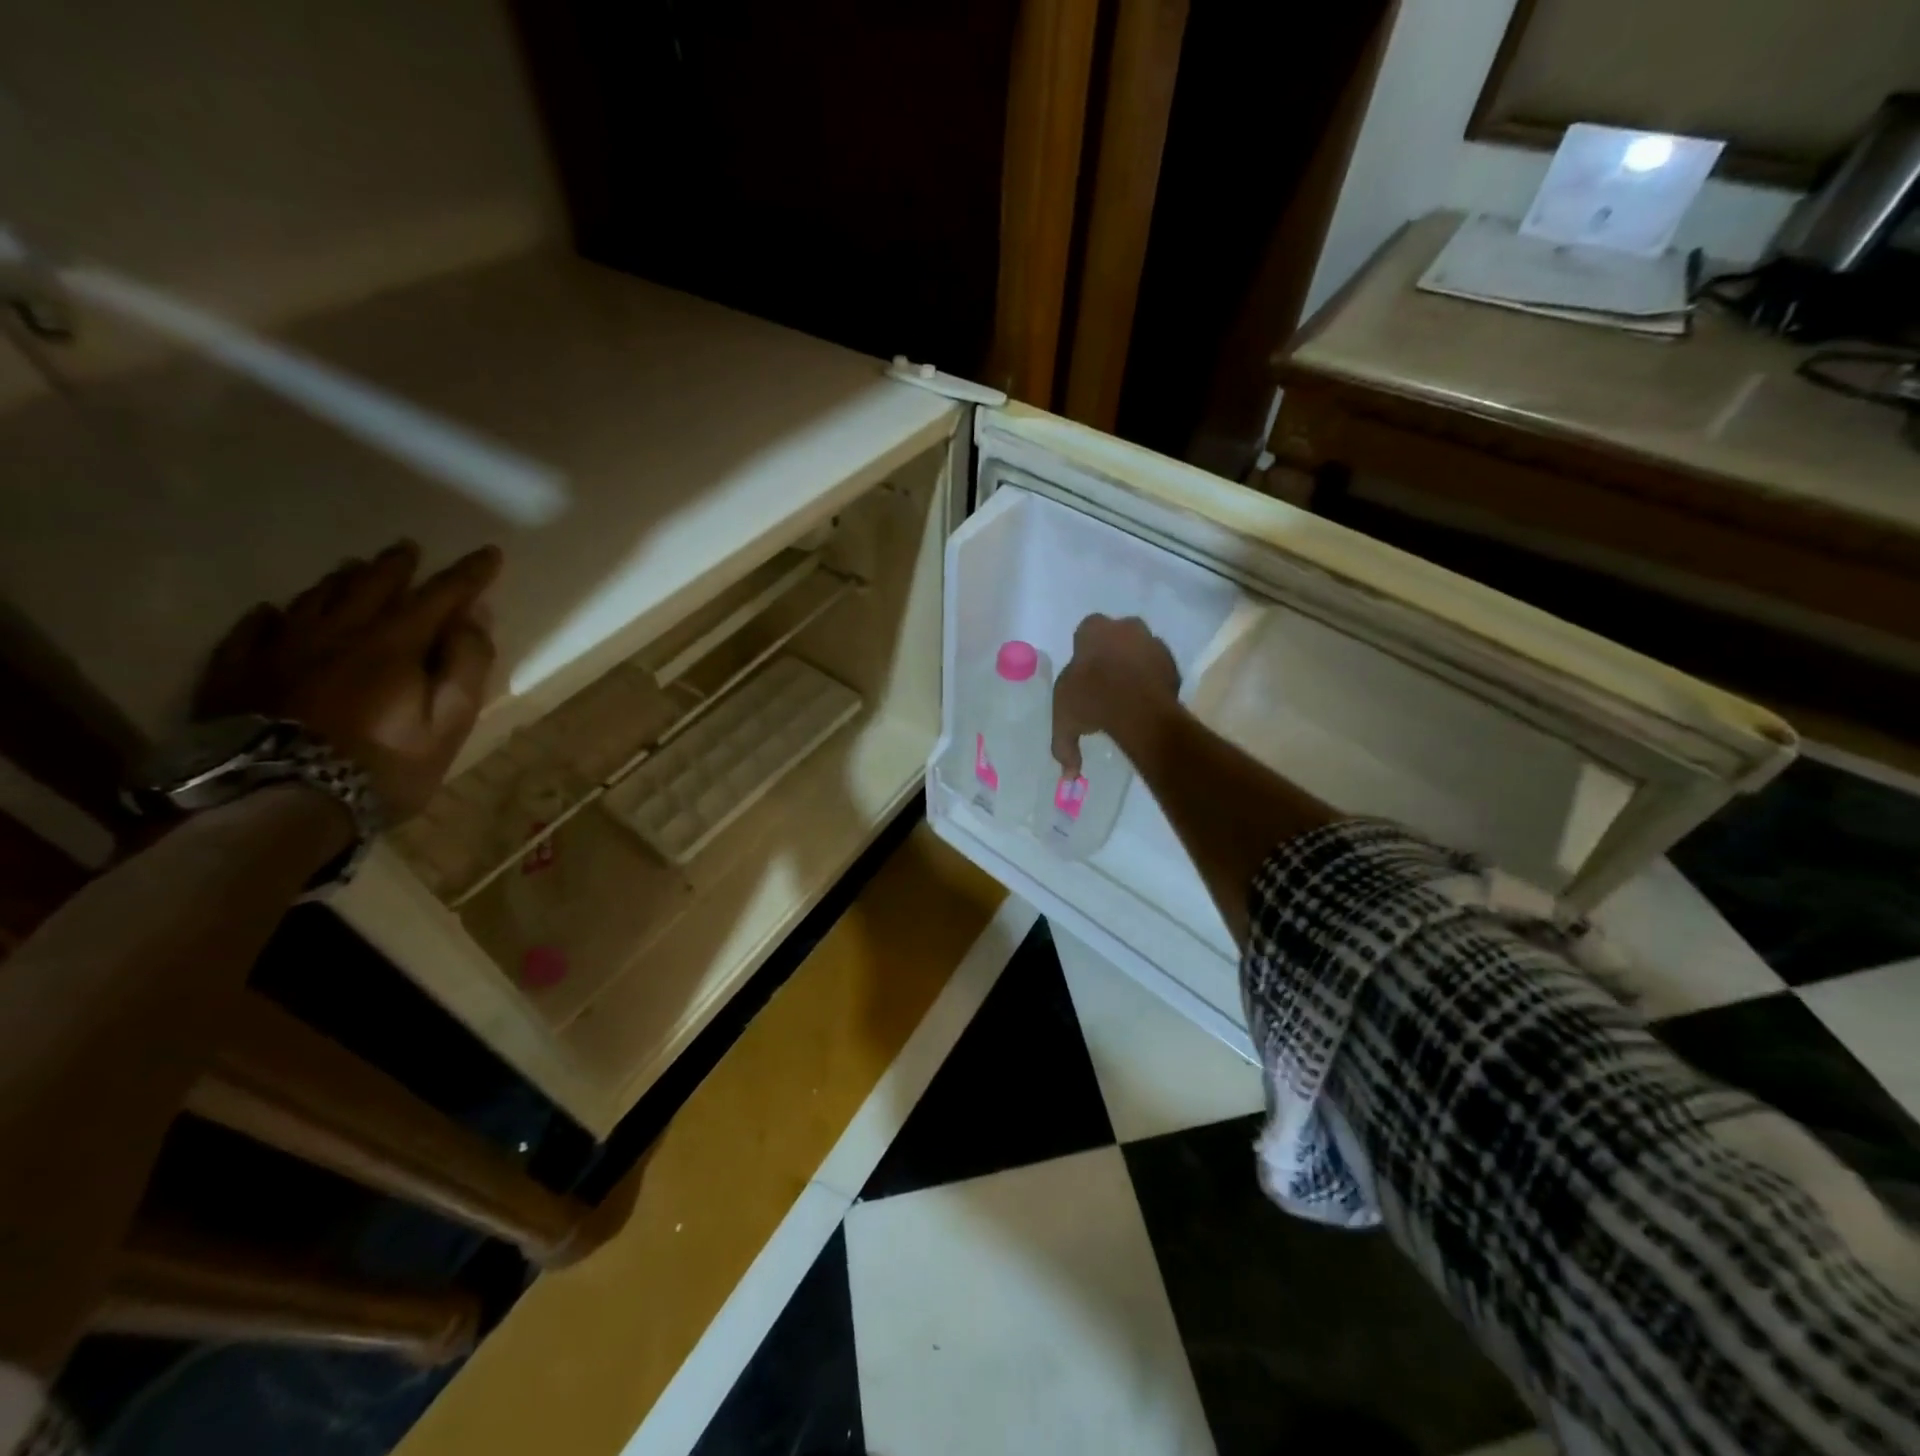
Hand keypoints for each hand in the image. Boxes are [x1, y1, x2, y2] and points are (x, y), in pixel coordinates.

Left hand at [195, 541, 502, 822]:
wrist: (278, 804)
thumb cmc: (382, 767)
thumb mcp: (448, 724)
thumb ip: (465, 667)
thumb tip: (474, 618)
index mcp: (393, 645)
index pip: (440, 596)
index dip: (468, 574)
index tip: (489, 553)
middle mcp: (336, 634)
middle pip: (370, 587)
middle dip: (397, 566)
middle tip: (409, 548)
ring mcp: (279, 651)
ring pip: (314, 600)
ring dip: (340, 580)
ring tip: (353, 567)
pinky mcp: (237, 675)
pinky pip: (251, 632)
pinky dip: (268, 616)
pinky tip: (271, 611)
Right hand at [1051, 614, 1179, 777]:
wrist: (1137, 707)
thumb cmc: (1091, 699)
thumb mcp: (1065, 721)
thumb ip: (1064, 746)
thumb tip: (1068, 775)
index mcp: (1093, 630)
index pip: (1085, 633)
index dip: (1084, 654)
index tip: (1083, 675)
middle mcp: (1124, 628)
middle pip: (1116, 636)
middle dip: (1111, 654)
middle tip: (1105, 682)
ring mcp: (1151, 642)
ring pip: (1140, 650)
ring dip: (1134, 667)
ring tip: (1127, 696)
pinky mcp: (1172, 662)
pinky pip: (1158, 669)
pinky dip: (1153, 681)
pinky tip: (1145, 702)